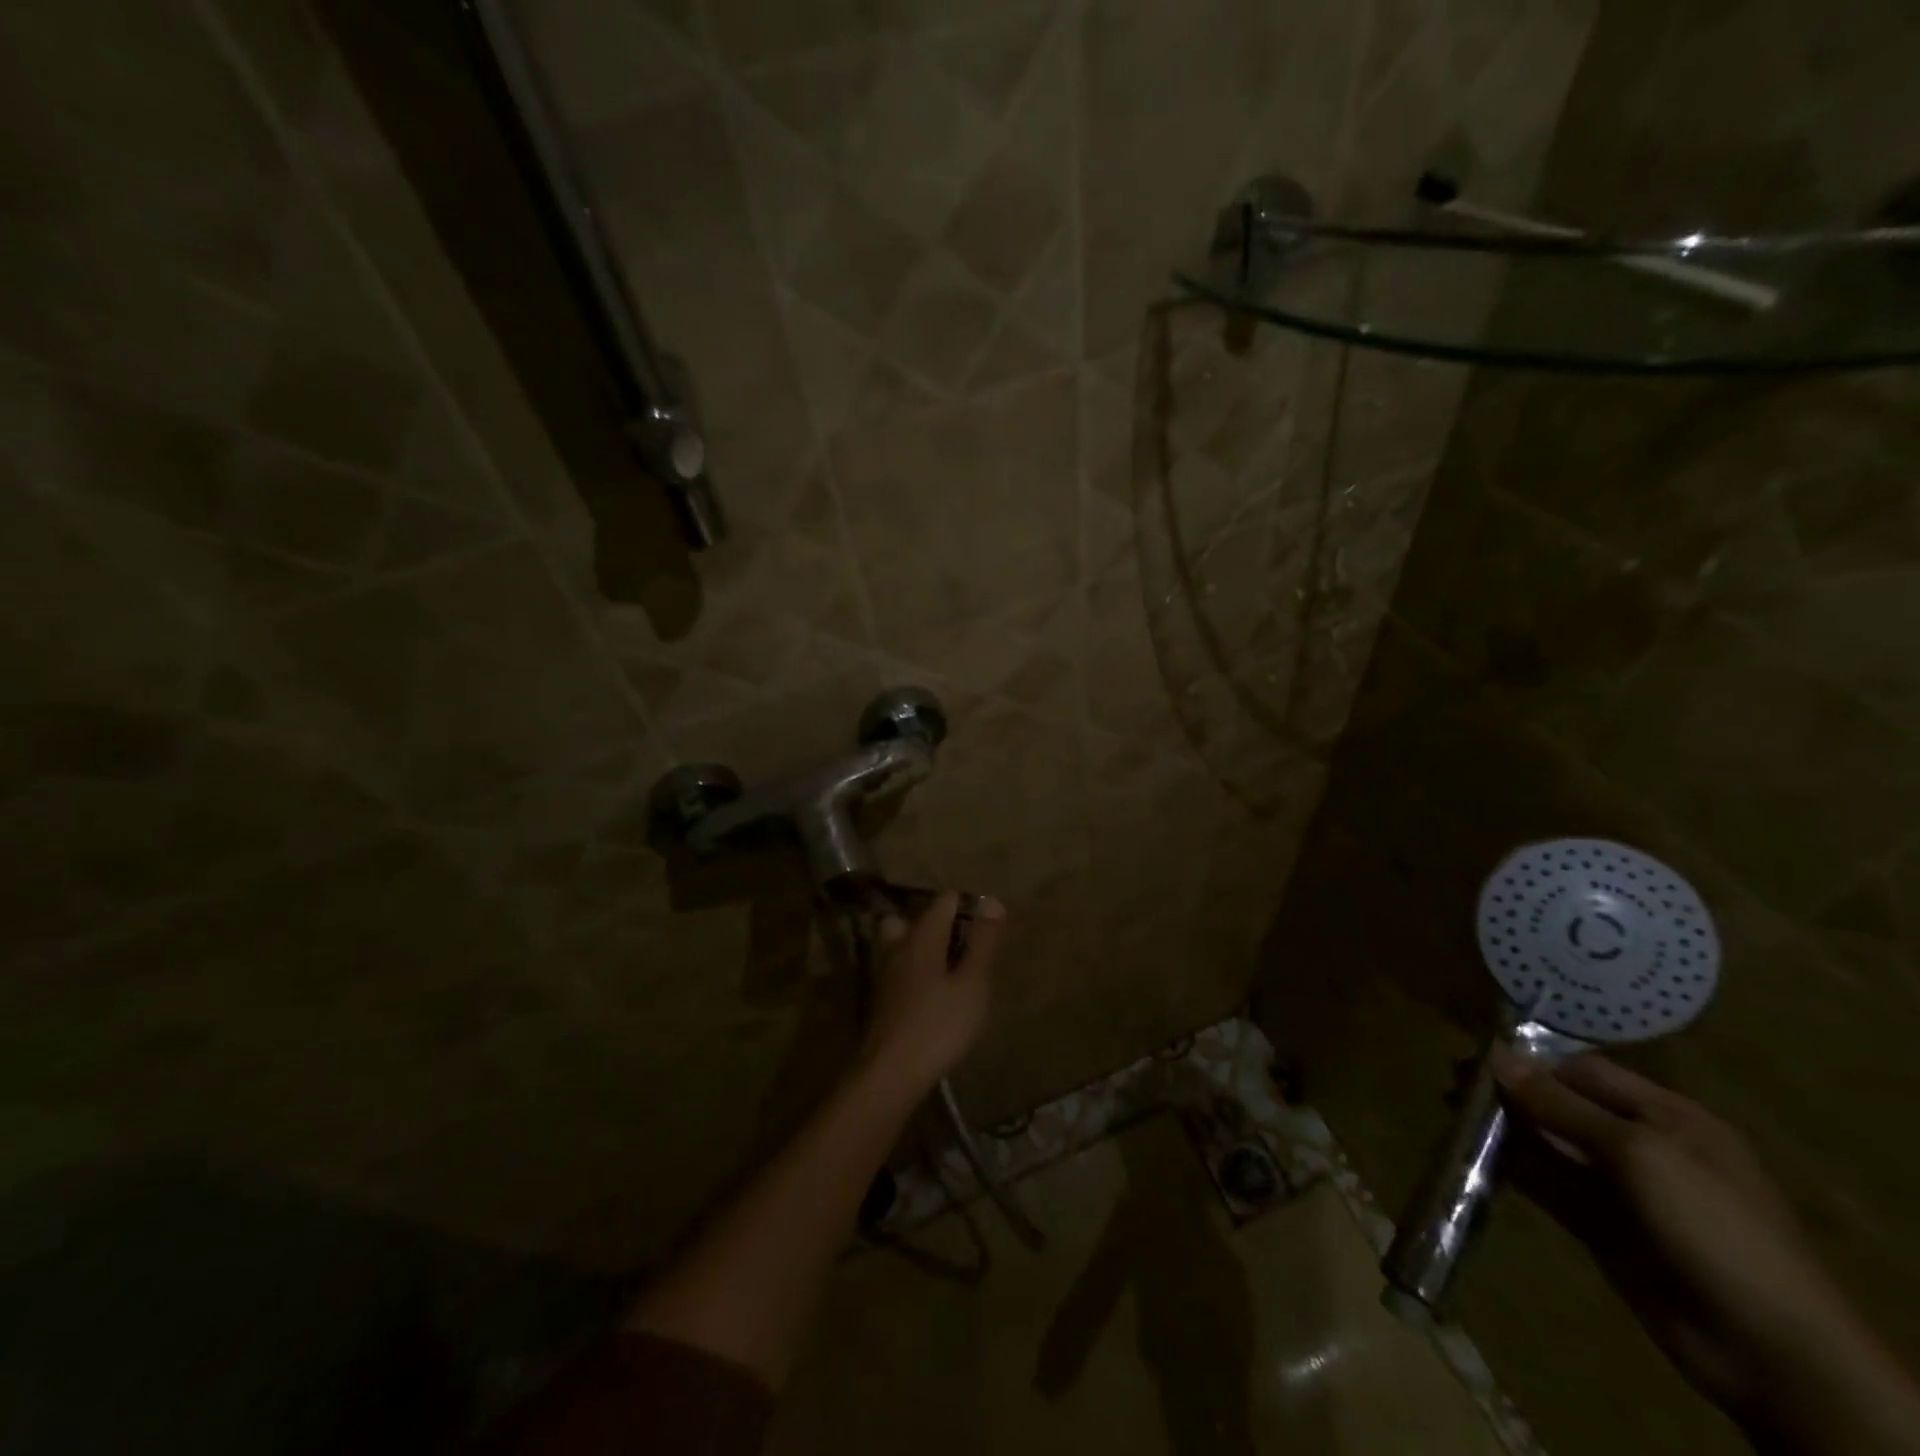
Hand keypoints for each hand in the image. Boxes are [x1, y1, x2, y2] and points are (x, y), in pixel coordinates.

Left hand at [856, 891, 1002, 1099]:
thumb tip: (992, 901)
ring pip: (906, 942)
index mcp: (922, 935)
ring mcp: (886, 971)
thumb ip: (983, 942)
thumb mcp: (972, 983)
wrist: (891, 1073)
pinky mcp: (883, 997)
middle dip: (944, 924)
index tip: (990, 929)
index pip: (945, 900)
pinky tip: (936, 995)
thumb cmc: (939, 1024)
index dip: (970, 905)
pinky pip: (902, 967)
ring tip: (954, 970)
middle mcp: (899, 945)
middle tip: (969, 947)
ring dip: (929, 948)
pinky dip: (919, 970)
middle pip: (920, 918)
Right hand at [1495, 1052, 1919, 1454]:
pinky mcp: (1601, 1226)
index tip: (1477, 1055)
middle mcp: (1644, 1145)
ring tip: (1454, 1112)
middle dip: (1512, 1092)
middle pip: (1564, 1105)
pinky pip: (1548, 1185)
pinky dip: (1513, 1168)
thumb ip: (1561, 1105)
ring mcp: (1622, 1189)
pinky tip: (1474, 1155)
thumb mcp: (1638, 1152)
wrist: (1768, 1349)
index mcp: (1669, 1117)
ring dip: (1506, 1128)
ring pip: (1550, 1144)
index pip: (1587, 1071)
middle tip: (1455, 1084)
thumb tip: (1495, 1056)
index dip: (1534, 1060)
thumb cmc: (1712, 1227)